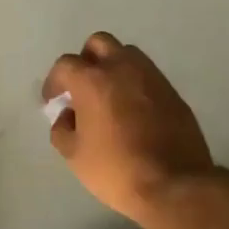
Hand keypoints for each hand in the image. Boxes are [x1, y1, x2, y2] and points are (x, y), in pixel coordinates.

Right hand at [43, 32, 214, 225]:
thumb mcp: (75, 155)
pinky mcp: (173, 91)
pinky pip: (147, 76)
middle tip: (81, 87)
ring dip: (113, 67)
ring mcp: (152, 77)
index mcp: (93, 80)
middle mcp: (123, 68)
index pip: (65, 64)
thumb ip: (62, 129)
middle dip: (85, 60)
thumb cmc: (116, 169)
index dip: (54, 81)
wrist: (174, 184)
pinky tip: (132, 111)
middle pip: (98, 43)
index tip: (53, 101)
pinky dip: (134, 84)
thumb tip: (66, 116)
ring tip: (108, 97)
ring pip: (127, 55)